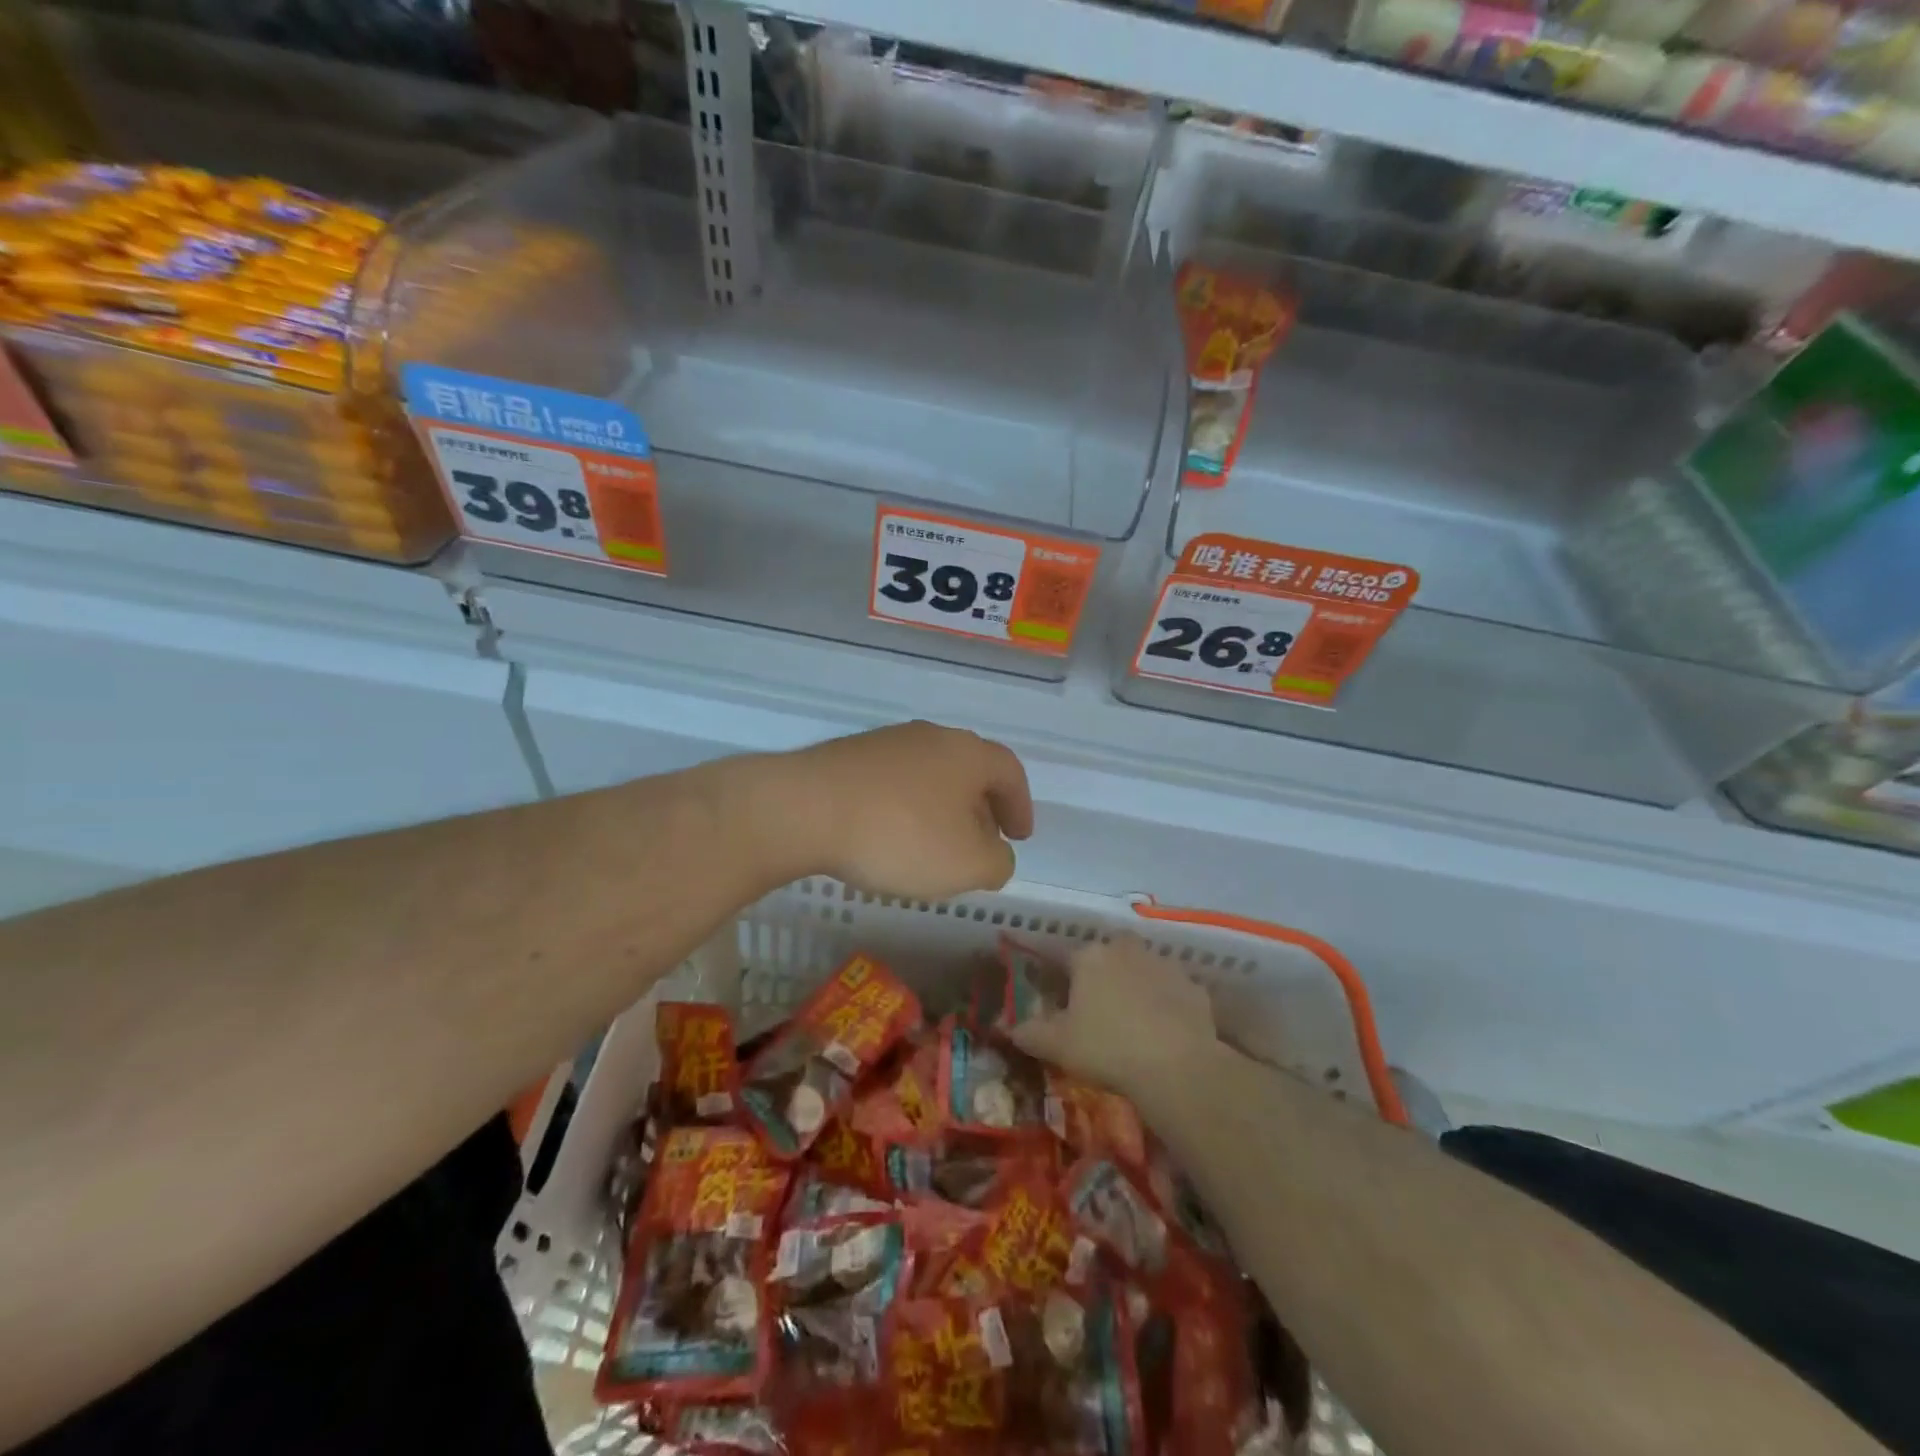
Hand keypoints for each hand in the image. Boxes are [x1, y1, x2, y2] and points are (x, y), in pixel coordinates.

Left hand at [758, 721, 1032, 900]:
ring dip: (941, 809)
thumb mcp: (967, 864)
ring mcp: (886, 742)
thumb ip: (997, 862)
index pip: (1010, 773)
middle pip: (969, 771)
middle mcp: (931, 737)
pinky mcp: (849, 756)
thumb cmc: (900, 835)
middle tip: (980, 844)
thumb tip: (995, 853)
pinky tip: (889, 837)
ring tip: (933, 846)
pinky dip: (905, 808)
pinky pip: (893, 783)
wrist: (805, 809)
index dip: (1021, 807)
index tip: (1019, 837)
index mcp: (968, 754)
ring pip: (930, 775)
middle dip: (981, 809)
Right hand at [1011, 935, 1219, 1108]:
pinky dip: (1165, 1003)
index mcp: (1089, 957)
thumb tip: (1006, 1026)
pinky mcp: (1193, 987)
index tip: (1049, 987)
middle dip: (1100, 970)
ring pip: (1141, 967)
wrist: (1177, 1067)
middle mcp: (1125, 949)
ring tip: (1130, 1017)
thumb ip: (1028, 1032)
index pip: (1061, 954)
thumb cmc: (1107, 1048)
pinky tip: (1162, 1030)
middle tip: (1094, 1003)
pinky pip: (1171, 990)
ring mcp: (1164, 965)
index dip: (1053, 970)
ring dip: (1134, 983)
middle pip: (1106, 952)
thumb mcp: (1057, 1045)